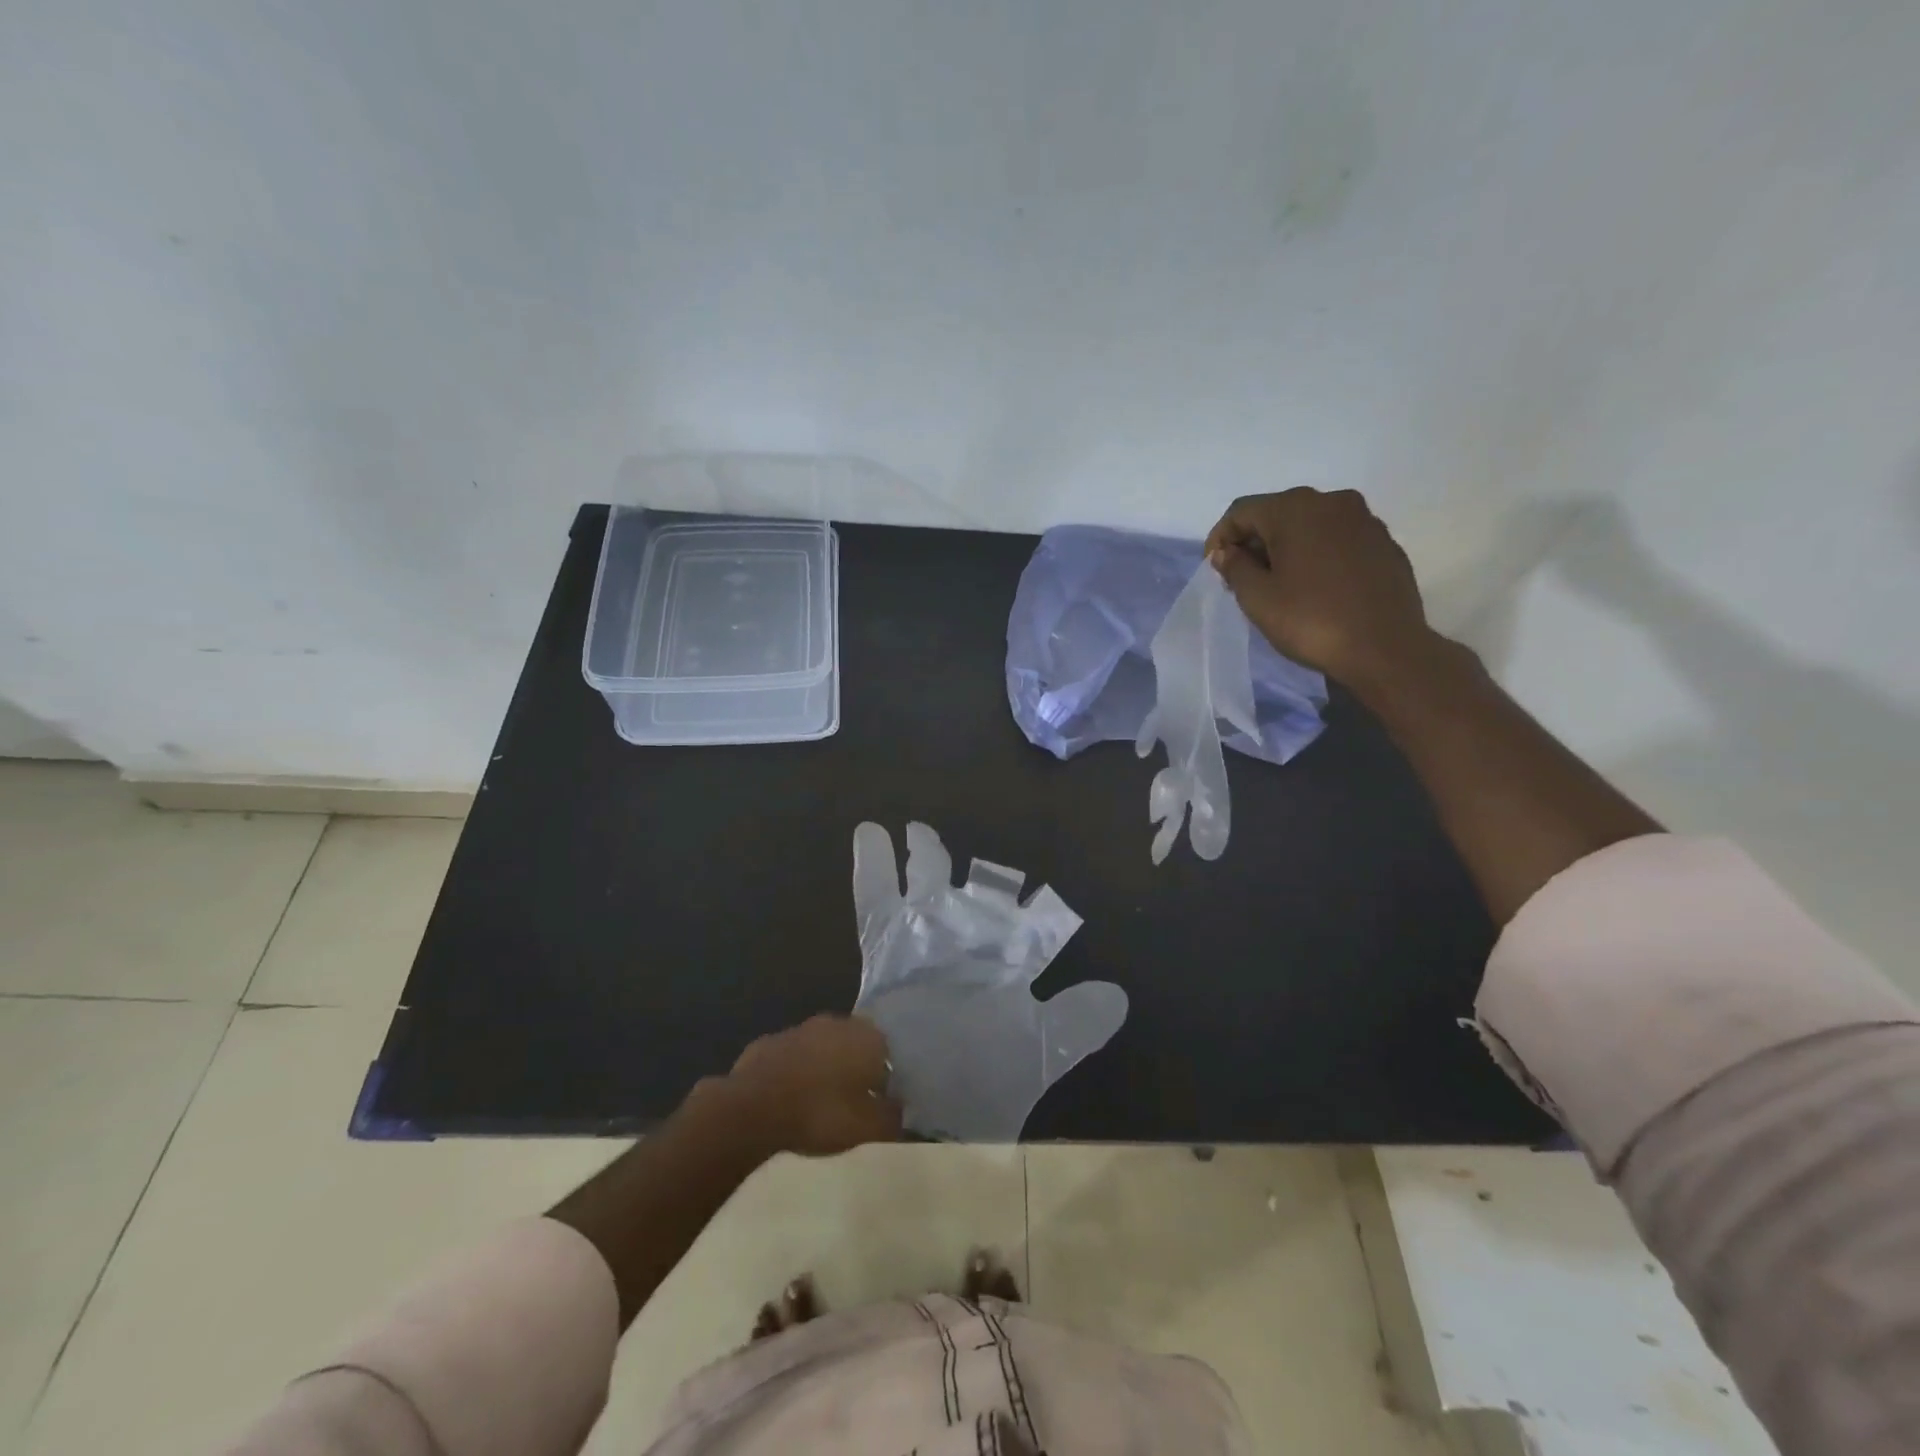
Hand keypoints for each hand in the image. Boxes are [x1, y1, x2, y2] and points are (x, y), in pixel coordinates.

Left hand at [715, 1014, 902, 1156]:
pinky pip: (791, 1057)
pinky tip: (787, 1099)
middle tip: (849, 1102)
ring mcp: (800, 1028)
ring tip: (817, 1102)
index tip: (876, 1104)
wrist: (754, 1109)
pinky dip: (793, 1072)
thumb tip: (899, 1109)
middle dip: (853, 1068)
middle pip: (854, 1045)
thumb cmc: (821, 1114)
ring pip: (821, 1047)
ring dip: (822, 1068)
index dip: (883, 1080)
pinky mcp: (769, 1041)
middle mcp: (837, 1023)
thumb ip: (891, 1117)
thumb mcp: (869, 1128)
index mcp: (867, 1037)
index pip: (887, 1053)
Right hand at [1205, 488, 1436, 694]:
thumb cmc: (1311, 620)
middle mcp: (1332, 502)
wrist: (1385, 648)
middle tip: (1243, 578)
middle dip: (1255, 541)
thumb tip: (1227, 552)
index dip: (1220, 537)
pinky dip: (1318, 554)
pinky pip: (1338, 539)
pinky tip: (1315, 586)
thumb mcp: (1258, 598)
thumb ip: (1235, 567)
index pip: (1242, 511)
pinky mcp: (1384, 542)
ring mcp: (1364, 520)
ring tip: (1279, 583)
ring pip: (1311, 524)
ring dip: (1287, 547)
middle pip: (1278, 512)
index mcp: (1295, 509)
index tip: (1214, 568)